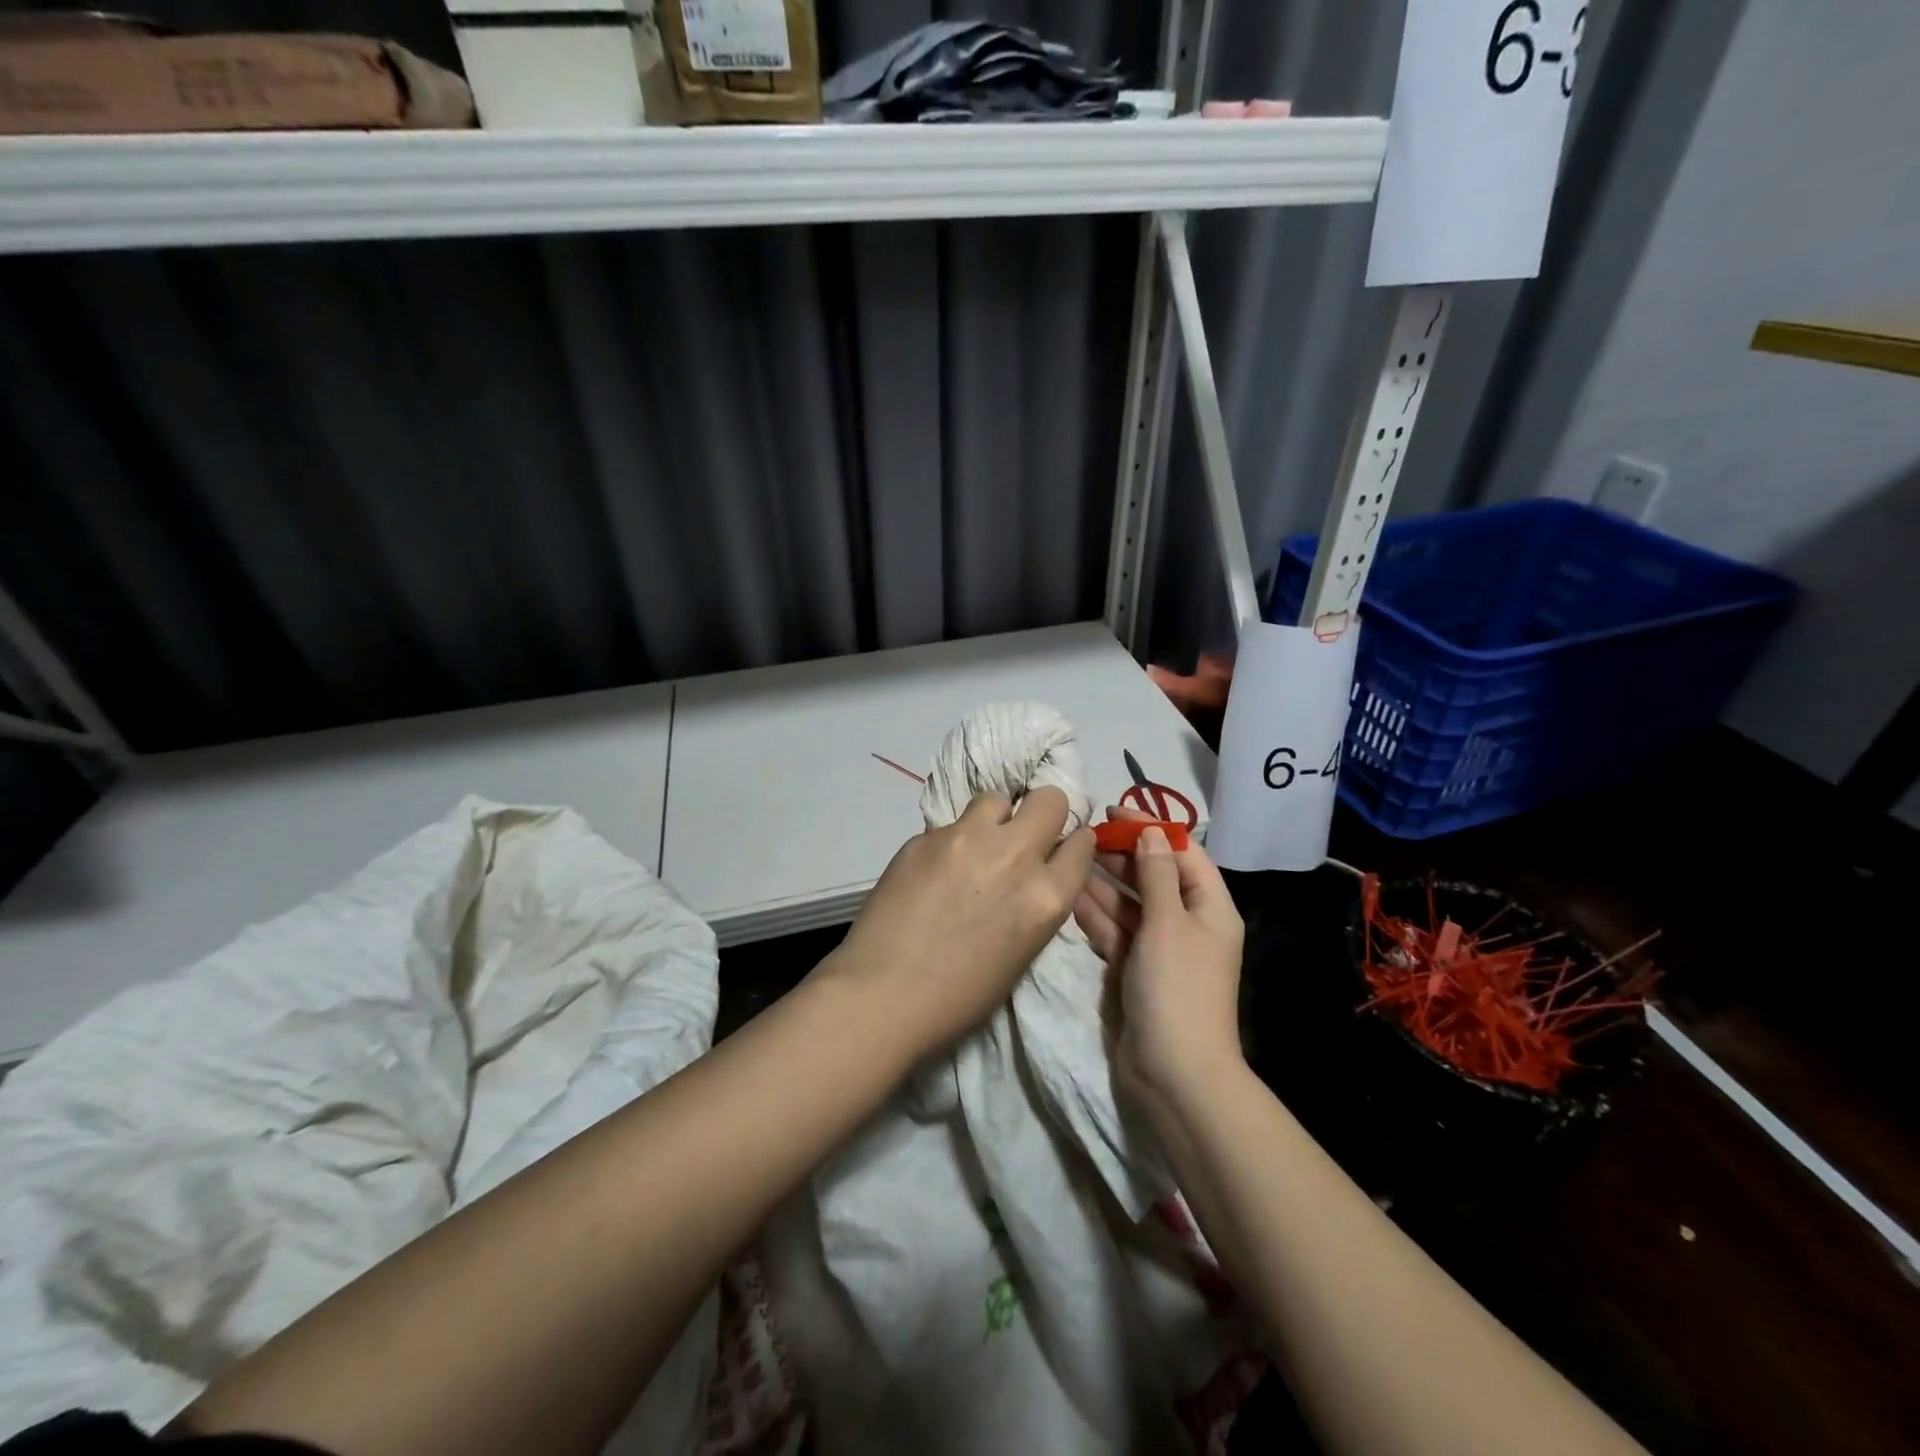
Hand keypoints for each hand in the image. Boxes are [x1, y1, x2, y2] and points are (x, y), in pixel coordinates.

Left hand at [824, 787, 1095, 1057]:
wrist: (882, 994)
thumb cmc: (960, 996)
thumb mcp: (1022, 952)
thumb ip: (1035, 902)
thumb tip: (1032, 875)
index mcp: (1046, 895)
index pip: (1081, 843)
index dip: (1071, 844)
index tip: (1058, 849)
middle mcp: (1013, 855)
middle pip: (1048, 799)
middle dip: (1043, 813)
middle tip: (1022, 837)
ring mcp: (966, 839)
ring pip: (997, 799)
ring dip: (995, 819)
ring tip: (975, 848)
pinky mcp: (925, 836)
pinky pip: (951, 825)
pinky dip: (951, 842)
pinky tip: (933, 872)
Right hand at [1074, 806, 1244, 1111]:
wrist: (1173, 1073)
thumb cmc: (1177, 986)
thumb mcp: (1167, 922)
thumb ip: (1155, 875)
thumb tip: (1150, 833)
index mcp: (1209, 908)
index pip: (1182, 853)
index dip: (1150, 828)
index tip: (1113, 810)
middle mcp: (1186, 923)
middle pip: (1153, 877)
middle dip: (1122, 855)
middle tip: (1082, 834)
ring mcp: (1158, 948)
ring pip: (1129, 904)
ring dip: (1103, 883)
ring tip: (1069, 857)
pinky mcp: (1133, 970)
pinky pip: (1114, 932)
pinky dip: (1095, 915)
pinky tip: (1069, 896)